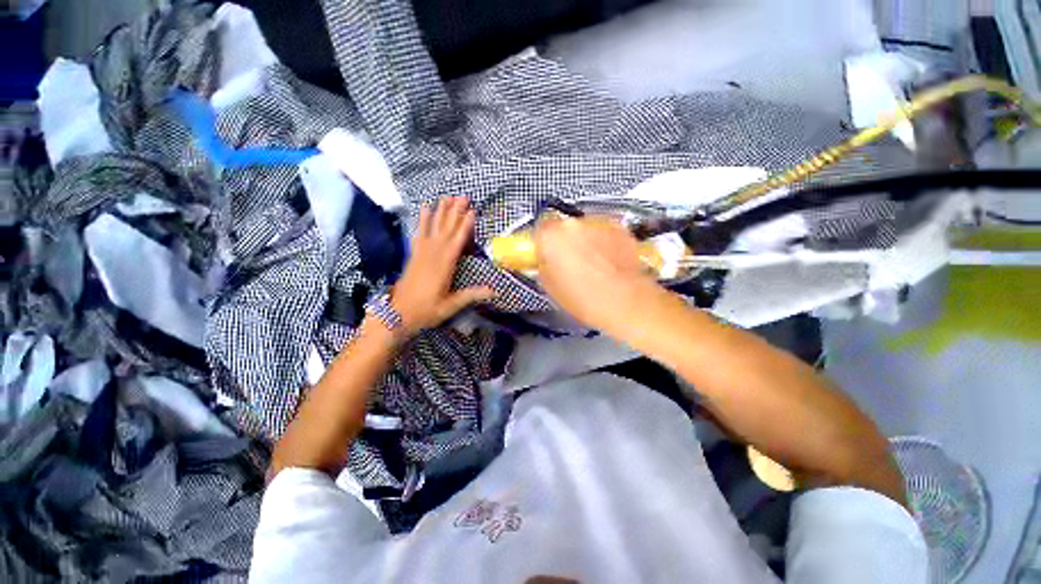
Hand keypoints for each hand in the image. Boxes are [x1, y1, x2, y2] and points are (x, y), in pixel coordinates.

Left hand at [390, 197, 493, 336]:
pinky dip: (423, 220)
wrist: (397, 314)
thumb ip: (472, 295)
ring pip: (434, 227)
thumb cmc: (426, 311)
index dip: (465, 225)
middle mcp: (433, 254)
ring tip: (447, 197)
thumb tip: (495, 291)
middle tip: (463, 196)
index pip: (458, 240)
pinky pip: (419, 233)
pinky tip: (425, 209)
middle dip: (455, 212)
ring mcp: (422, 252)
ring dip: (441, 211)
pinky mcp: (414, 254)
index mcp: (445, 265)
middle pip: (446, 229)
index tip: (472, 210)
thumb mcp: (451, 305)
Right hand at [534, 215, 661, 330]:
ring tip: (590, 265)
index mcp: (551, 236)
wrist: (625, 302)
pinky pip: (603, 232)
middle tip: (567, 262)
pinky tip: (606, 262)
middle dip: (563, 242)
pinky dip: (602, 242)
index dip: (542, 242)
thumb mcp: (549, 286)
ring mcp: (598, 223)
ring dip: (583, 241)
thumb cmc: (587, 298)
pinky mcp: (619, 228)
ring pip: (584, 228)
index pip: (539, 228)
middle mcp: (574, 224)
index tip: (544, 252)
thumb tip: (544, 261)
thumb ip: (543, 266)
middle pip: (562, 227)